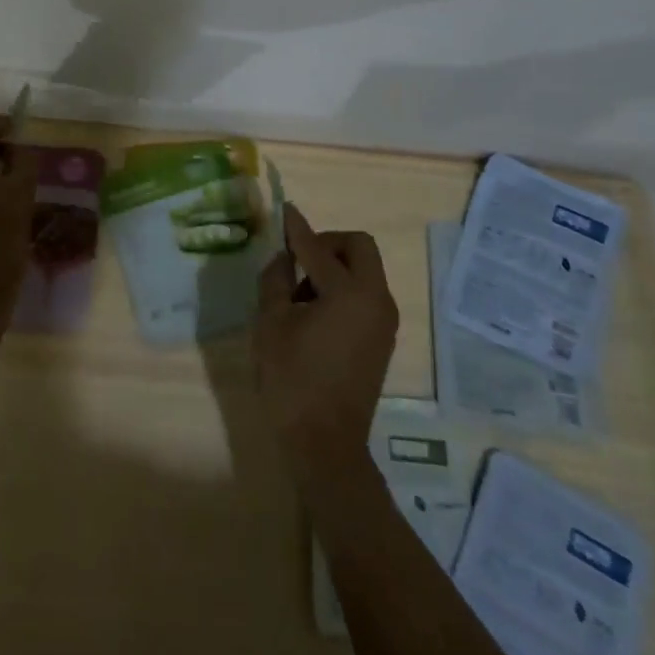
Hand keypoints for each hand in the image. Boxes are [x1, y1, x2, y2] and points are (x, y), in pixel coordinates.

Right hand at [253, 204, 397, 478]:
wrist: (325, 444)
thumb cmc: (292, 379)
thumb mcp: (271, 323)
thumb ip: (275, 280)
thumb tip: (283, 257)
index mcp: (350, 293)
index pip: (318, 248)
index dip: (297, 228)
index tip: (284, 210)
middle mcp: (376, 300)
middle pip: (359, 248)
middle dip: (328, 243)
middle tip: (297, 259)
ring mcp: (384, 321)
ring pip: (365, 271)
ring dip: (335, 267)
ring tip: (298, 293)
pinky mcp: (382, 339)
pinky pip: (365, 295)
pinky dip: (343, 289)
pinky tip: (314, 313)